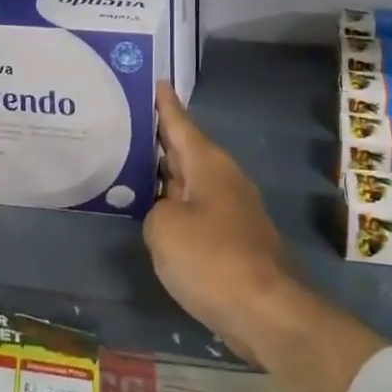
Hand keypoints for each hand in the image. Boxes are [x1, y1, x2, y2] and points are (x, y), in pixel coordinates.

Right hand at [143, 82, 290, 360]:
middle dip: (158, 139)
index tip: (155, 81)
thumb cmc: (211, 259)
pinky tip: (154, 214)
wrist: (266, 311)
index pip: (180, 124)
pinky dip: (175, 206)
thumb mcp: (163, 228)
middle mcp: (223, 178)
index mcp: (208, 164)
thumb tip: (167, 215)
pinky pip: (196, 209)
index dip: (165, 104)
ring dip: (164, 175)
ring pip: (190, 181)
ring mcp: (231, 209)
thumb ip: (154, 211)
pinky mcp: (233, 238)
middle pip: (185, 150)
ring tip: (130, 167)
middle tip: (125, 124)